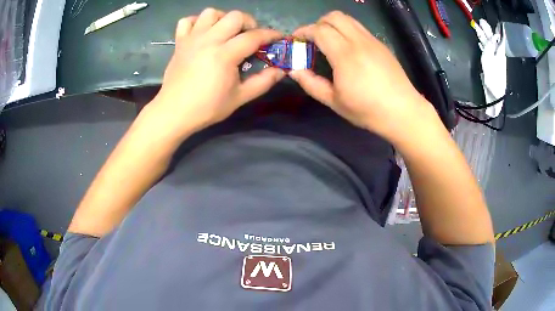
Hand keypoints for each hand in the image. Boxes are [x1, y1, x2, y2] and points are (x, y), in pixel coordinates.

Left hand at [149, 8, 284, 137]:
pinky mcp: (180, 42)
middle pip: (234, 16)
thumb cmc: (207, 107)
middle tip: (250, 37)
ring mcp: (192, 39)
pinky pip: (187, 21)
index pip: (253, 37)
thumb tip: (281, 70)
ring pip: (210, 13)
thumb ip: (263, 82)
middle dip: (249, 23)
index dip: (270, 35)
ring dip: (223, 19)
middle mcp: (208, 40)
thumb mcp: (240, 98)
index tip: (278, 38)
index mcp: (224, 55)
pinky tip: (203, 33)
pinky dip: (197, 22)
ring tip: (226, 32)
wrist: (174, 112)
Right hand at [290, 11, 427, 137]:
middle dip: (318, 23)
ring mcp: (372, 41)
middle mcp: (359, 41)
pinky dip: (347, 30)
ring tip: (329, 41)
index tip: (296, 39)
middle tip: (313, 39)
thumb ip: (311, 83)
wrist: (403, 111)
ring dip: (333, 24)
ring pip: (348, 19)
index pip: (319, 30)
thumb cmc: (367, 110)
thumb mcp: (334, 101)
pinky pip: (359, 28)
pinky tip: (348, 48)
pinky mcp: (381, 45)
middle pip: (334, 17)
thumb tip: (294, 70)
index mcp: (345, 55)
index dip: (304, 31)